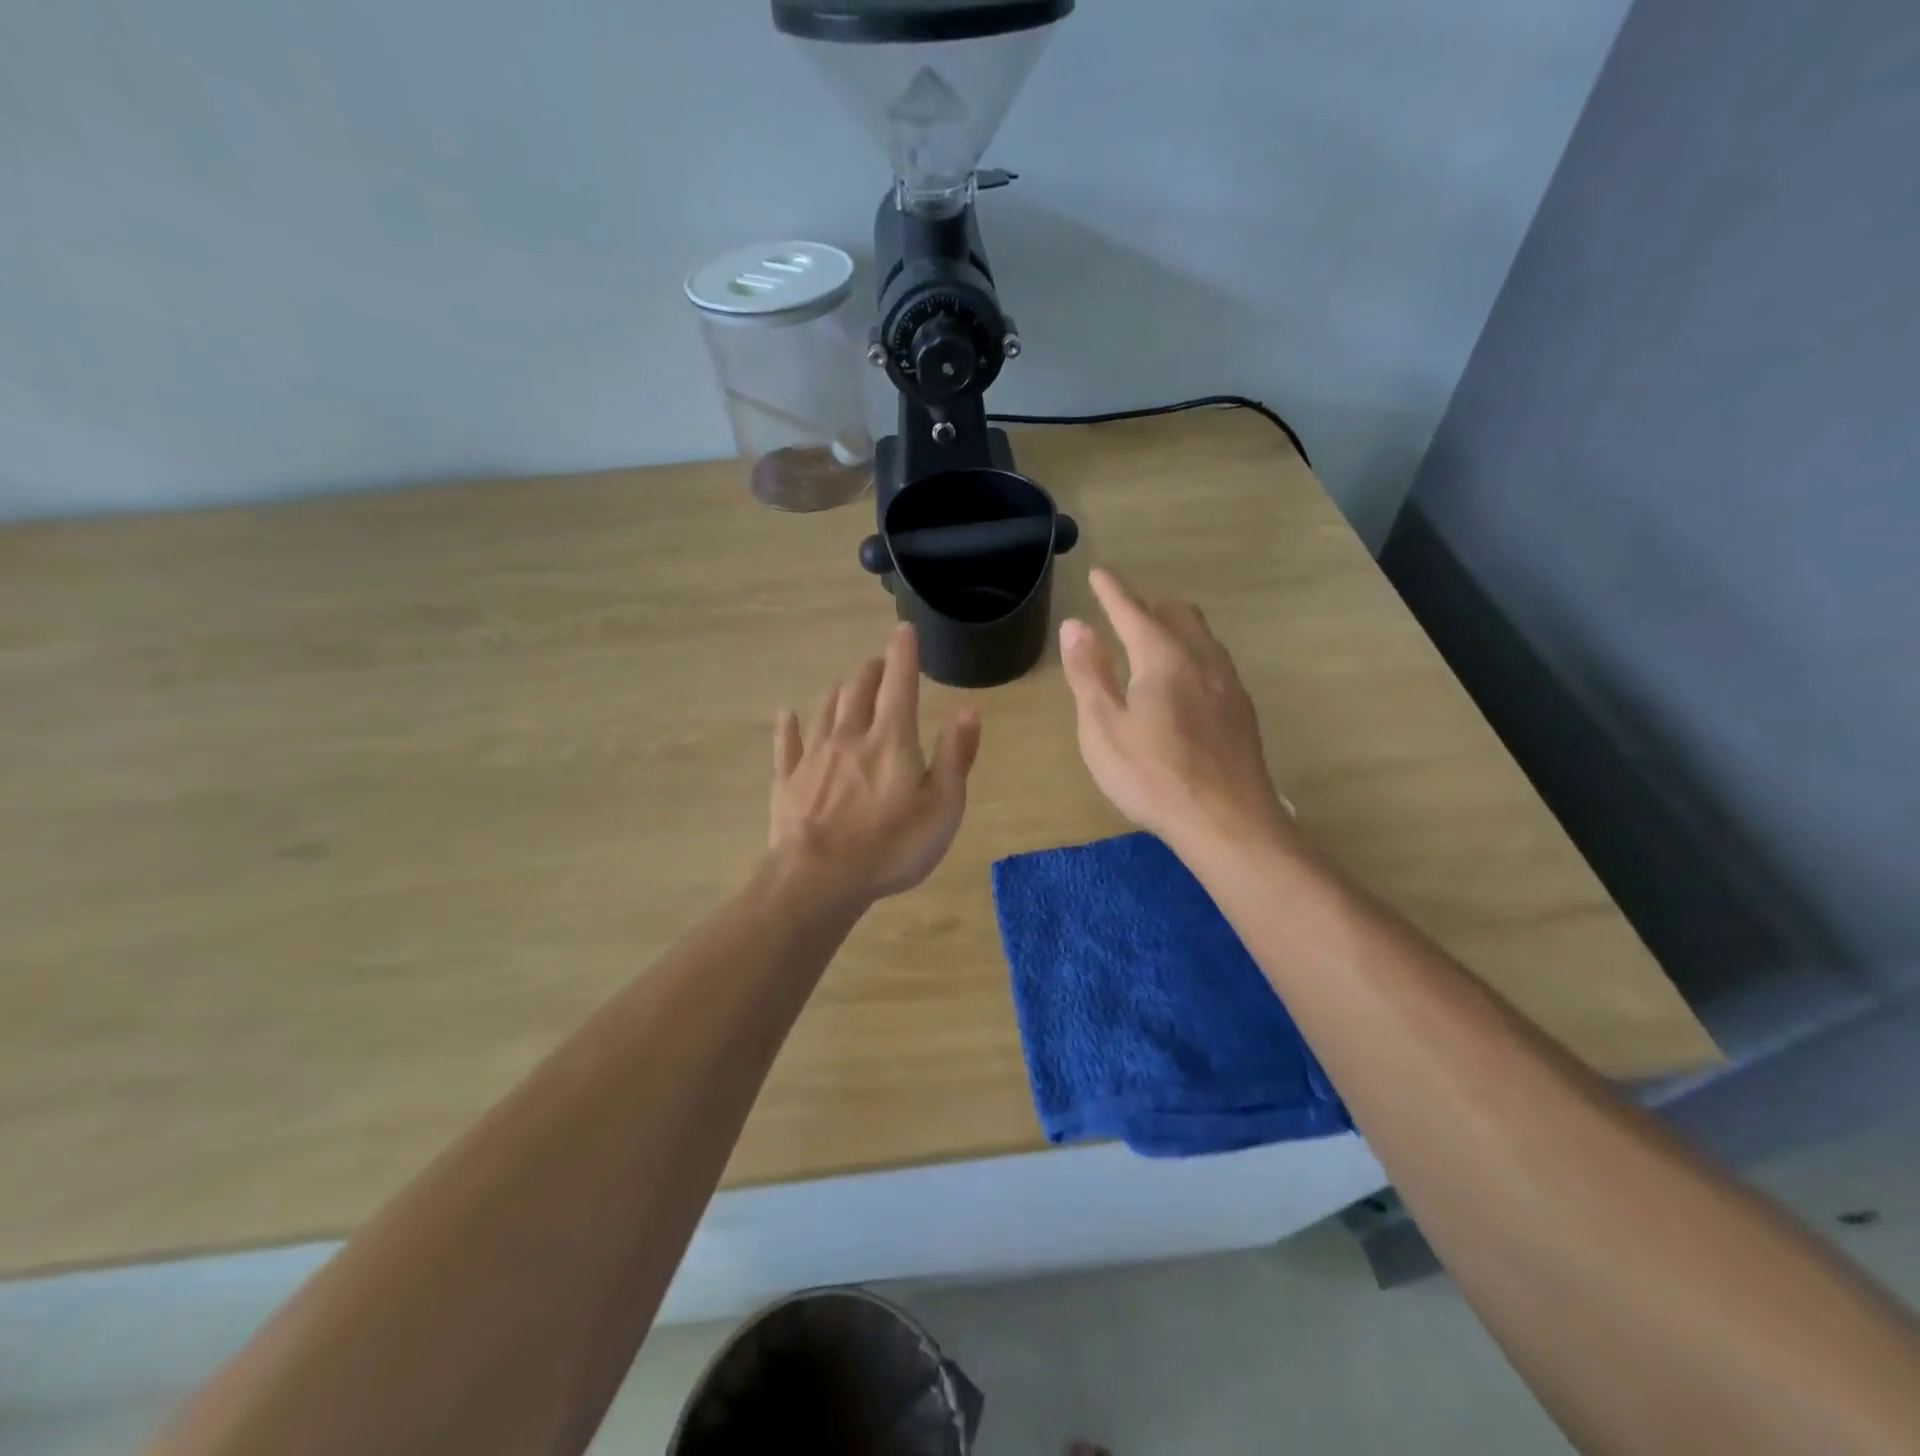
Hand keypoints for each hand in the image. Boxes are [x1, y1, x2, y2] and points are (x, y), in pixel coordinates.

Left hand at [770, 623, 981, 904]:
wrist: (819, 879)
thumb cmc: (891, 846)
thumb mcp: (942, 807)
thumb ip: (955, 757)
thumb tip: (967, 711)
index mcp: (891, 739)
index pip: (900, 683)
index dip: (903, 653)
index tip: (903, 629)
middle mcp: (850, 735)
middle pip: (859, 690)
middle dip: (872, 671)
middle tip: (879, 663)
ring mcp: (814, 756)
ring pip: (826, 709)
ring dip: (839, 692)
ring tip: (846, 685)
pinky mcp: (788, 780)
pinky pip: (787, 743)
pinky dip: (789, 725)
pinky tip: (787, 714)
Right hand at [1059, 568, 1294, 853]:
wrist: (1227, 822)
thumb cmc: (1153, 776)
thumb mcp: (1103, 727)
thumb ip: (1089, 673)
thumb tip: (1075, 625)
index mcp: (1163, 658)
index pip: (1133, 610)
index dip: (1112, 591)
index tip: (1099, 573)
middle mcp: (1202, 659)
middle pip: (1177, 614)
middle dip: (1148, 605)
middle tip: (1123, 613)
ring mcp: (1229, 684)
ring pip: (1202, 637)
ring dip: (1175, 628)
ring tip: (1153, 643)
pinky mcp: (1242, 710)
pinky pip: (1215, 662)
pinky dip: (1192, 654)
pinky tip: (1185, 684)